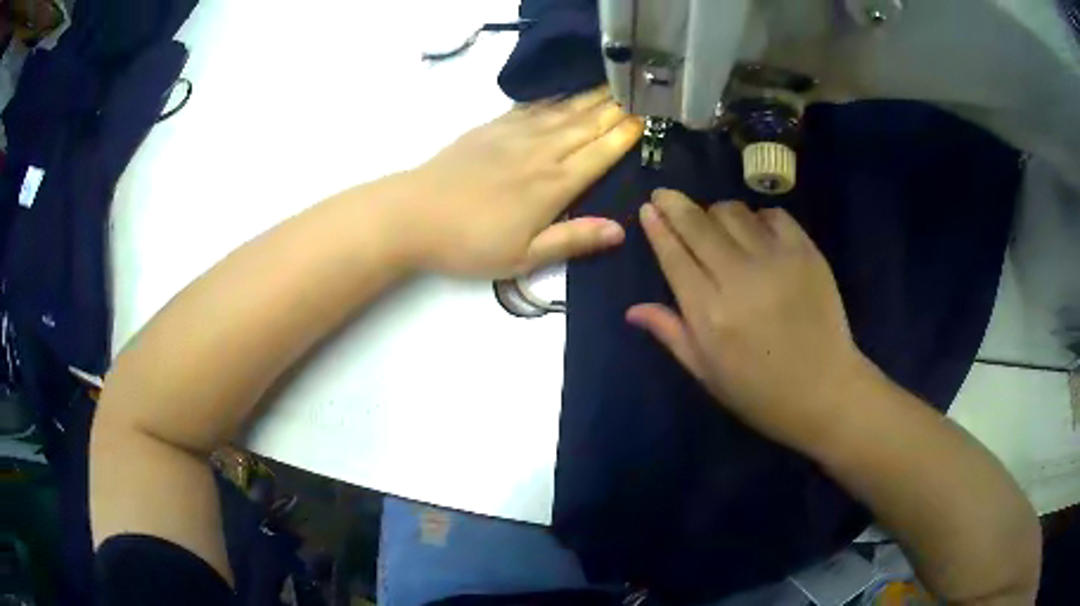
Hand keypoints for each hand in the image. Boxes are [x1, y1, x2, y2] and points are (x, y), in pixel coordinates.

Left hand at [397, 88, 642, 277]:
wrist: (413, 215)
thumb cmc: (469, 243)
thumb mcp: (523, 257)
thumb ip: (572, 240)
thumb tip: (620, 230)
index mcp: (553, 185)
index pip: (600, 153)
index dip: (625, 135)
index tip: (646, 118)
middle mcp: (540, 152)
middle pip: (586, 125)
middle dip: (615, 109)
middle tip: (638, 92)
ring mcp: (513, 135)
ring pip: (562, 111)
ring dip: (590, 98)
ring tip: (612, 86)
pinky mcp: (490, 128)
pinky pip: (531, 107)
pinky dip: (553, 99)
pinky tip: (563, 95)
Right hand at [627, 189, 870, 451]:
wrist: (824, 391)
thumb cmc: (760, 392)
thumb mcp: (707, 373)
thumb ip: (671, 334)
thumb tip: (632, 309)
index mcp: (709, 313)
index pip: (674, 255)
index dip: (658, 227)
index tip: (649, 208)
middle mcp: (738, 278)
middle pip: (698, 224)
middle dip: (675, 204)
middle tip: (665, 194)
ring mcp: (775, 260)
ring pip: (733, 212)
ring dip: (716, 212)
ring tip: (715, 223)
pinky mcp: (805, 252)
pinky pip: (773, 215)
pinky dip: (758, 217)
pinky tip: (757, 233)